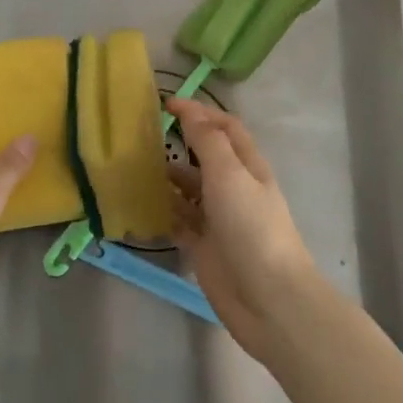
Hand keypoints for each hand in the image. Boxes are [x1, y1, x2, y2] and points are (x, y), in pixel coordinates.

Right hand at [166, 98, 323, 363]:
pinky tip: (140, 203)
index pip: (225, 128)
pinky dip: (163, 211)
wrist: (268, 299)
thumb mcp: (229, 174)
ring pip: (189, 189)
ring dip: (167, 176)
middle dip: (179, 142)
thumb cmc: (251, 227)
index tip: (166, 104)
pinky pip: (179, 221)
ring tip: (135, 166)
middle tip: (142, 134)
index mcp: (247, 166)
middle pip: (205, 157)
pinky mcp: (203, 247)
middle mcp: (233, 188)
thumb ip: (207, 141)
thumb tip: (189, 109)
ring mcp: (218, 219)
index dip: (199, 112)